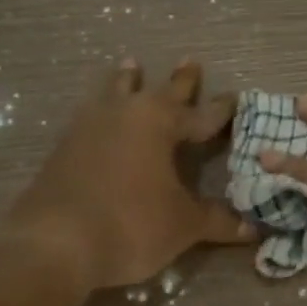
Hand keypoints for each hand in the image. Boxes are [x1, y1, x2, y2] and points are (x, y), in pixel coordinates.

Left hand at [7, 58, 254, 289]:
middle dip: (179, 81)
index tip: (236, 98)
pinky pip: (90, 115)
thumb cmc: (131, 224)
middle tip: (190, 61)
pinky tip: (96, 112)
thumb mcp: (183, 225)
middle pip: (158, 91)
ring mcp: (88, 127)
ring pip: (114, 93)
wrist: (54, 244)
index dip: (221, 110)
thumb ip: (217, 221)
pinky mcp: (63, 147)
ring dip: (127, 81)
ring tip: (131, 65)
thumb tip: (252, 229)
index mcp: (158, 122)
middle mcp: (123, 113)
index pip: (200, 114)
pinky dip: (101, 109)